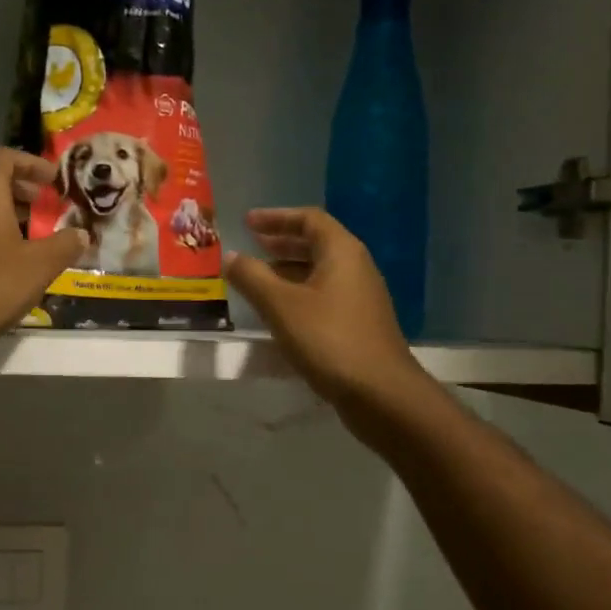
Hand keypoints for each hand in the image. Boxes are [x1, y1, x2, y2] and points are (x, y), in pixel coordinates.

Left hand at [0, 148, 88, 359]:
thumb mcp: (40, 266)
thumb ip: (65, 245)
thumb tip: (82, 234)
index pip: (4, 157)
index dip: (32, 164)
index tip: (53, 180)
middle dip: (17, 184)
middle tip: (42, 202)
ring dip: (1, 206)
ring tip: (29, 229)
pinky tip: (4, 254)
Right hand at [225, 208, 425, 416]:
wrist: (380, 392)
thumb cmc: (329, 339)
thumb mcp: (281, 306)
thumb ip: (252, 277)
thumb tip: (230, 256)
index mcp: (342, 252)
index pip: (309, 219)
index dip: (276, 217)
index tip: (247, 222)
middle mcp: (356, 267)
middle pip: (317, 243)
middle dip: (282, 243)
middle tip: (252, 245)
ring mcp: (360, 297)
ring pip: (320, 272)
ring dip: (288, 270)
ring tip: (258, 278)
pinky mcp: (359, 323)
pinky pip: (324, 296)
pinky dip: (299, 293)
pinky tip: (280, 312)